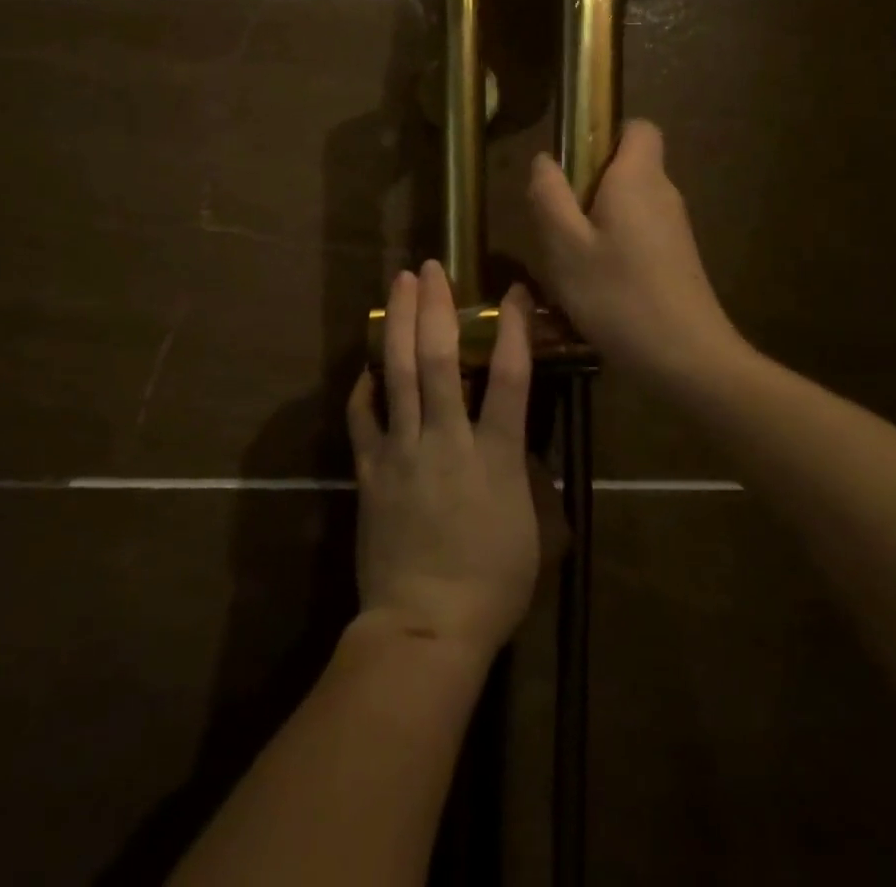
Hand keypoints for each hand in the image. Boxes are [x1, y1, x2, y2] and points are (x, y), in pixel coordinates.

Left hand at [346, 263, 540, 663]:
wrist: (425, 627)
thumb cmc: (492, 585)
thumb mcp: (533, 532)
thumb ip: (528, 480)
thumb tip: (521, 447)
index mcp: (495, 455)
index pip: (510, 377)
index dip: (512, 328)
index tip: (512, 291)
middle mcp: (446, 439)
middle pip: (437, 358)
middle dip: (435, 307)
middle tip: (431, 268)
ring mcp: (402, 451)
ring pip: (396, 373)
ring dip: (397, 324)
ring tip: (398, 286)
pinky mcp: (370, 470)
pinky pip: (363, 417)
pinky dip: (363, 386)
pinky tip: (365, 366)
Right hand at [528, 119, 741, 386]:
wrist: (687, 360)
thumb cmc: (617, 295)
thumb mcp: (564, 246)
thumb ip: (549, 196)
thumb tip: (544, 160)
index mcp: (638, 178)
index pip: (637, 127)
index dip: (604, 134)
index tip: (571, 165)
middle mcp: (663, 194)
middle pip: (626, 168)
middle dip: (586, 186)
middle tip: (556, 224)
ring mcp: (674, 229)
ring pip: (627, 206)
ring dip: (594, 222)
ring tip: (567, 261)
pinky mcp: (676, 259)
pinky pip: (637, 235)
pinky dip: (613, 247)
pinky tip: (593, 285)